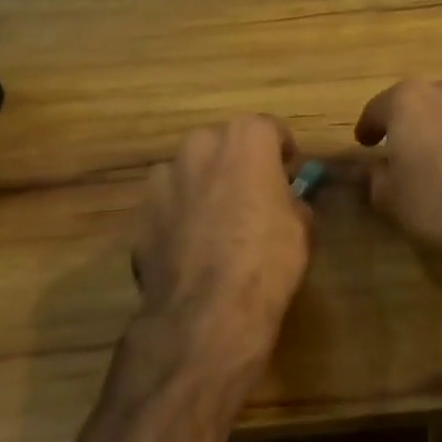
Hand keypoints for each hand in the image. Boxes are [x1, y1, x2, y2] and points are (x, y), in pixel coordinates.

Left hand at [132, 116, 311, 373]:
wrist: (206, 312)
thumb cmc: (267, 258)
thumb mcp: (300, 227)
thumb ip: (289, 200)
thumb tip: (284, 202)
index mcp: (246, 138)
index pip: (268, 129)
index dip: (279, 150)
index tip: (287, 168)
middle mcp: (201, 145)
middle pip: (223, 143)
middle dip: (235, 162)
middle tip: (249, 194)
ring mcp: (165, 177)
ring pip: (189, 171)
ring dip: (201, 186)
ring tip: (214, 222)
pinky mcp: (140, 212)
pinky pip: (166, 204)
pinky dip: (177, 216)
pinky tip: (189, 248)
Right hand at [355, 79, 441, 292]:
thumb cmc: (437, 201)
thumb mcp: (390, 197)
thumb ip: (376, 178)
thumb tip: (374, 170)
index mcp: (407, 99)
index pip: (377, 108)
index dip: (368, 127)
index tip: (363, 142)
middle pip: (415, 103)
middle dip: (404, 123)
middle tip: (395, 147)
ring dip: (435, 129)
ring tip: (429, 158)